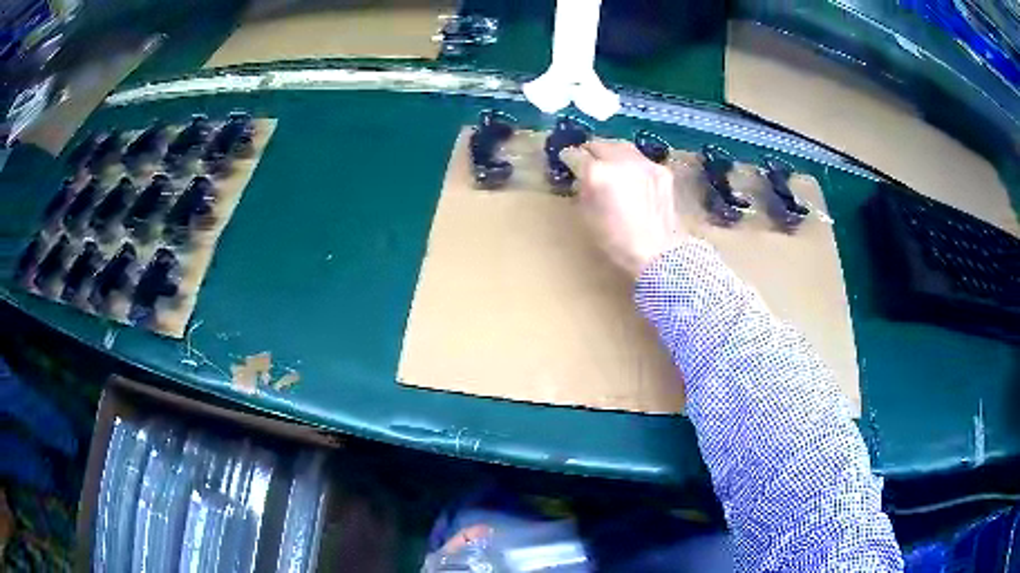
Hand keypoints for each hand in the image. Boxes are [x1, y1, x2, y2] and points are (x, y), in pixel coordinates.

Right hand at [561, 140, 686, 277]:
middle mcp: (620, 160)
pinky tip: (632, 176)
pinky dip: (631, 163)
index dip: (568, 157)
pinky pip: (640, 159)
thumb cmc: (617, 242)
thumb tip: (582, 177)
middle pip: (599, 144)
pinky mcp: (661, 169)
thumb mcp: (588, 217)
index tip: (566, 161)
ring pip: (621, 146)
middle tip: (587, 160)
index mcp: (597, 174)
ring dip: (611, 152)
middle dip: (590, 151)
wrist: (660, 253)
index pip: (575, 154)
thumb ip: (582, 190)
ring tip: (609, 162)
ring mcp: (643, 163)